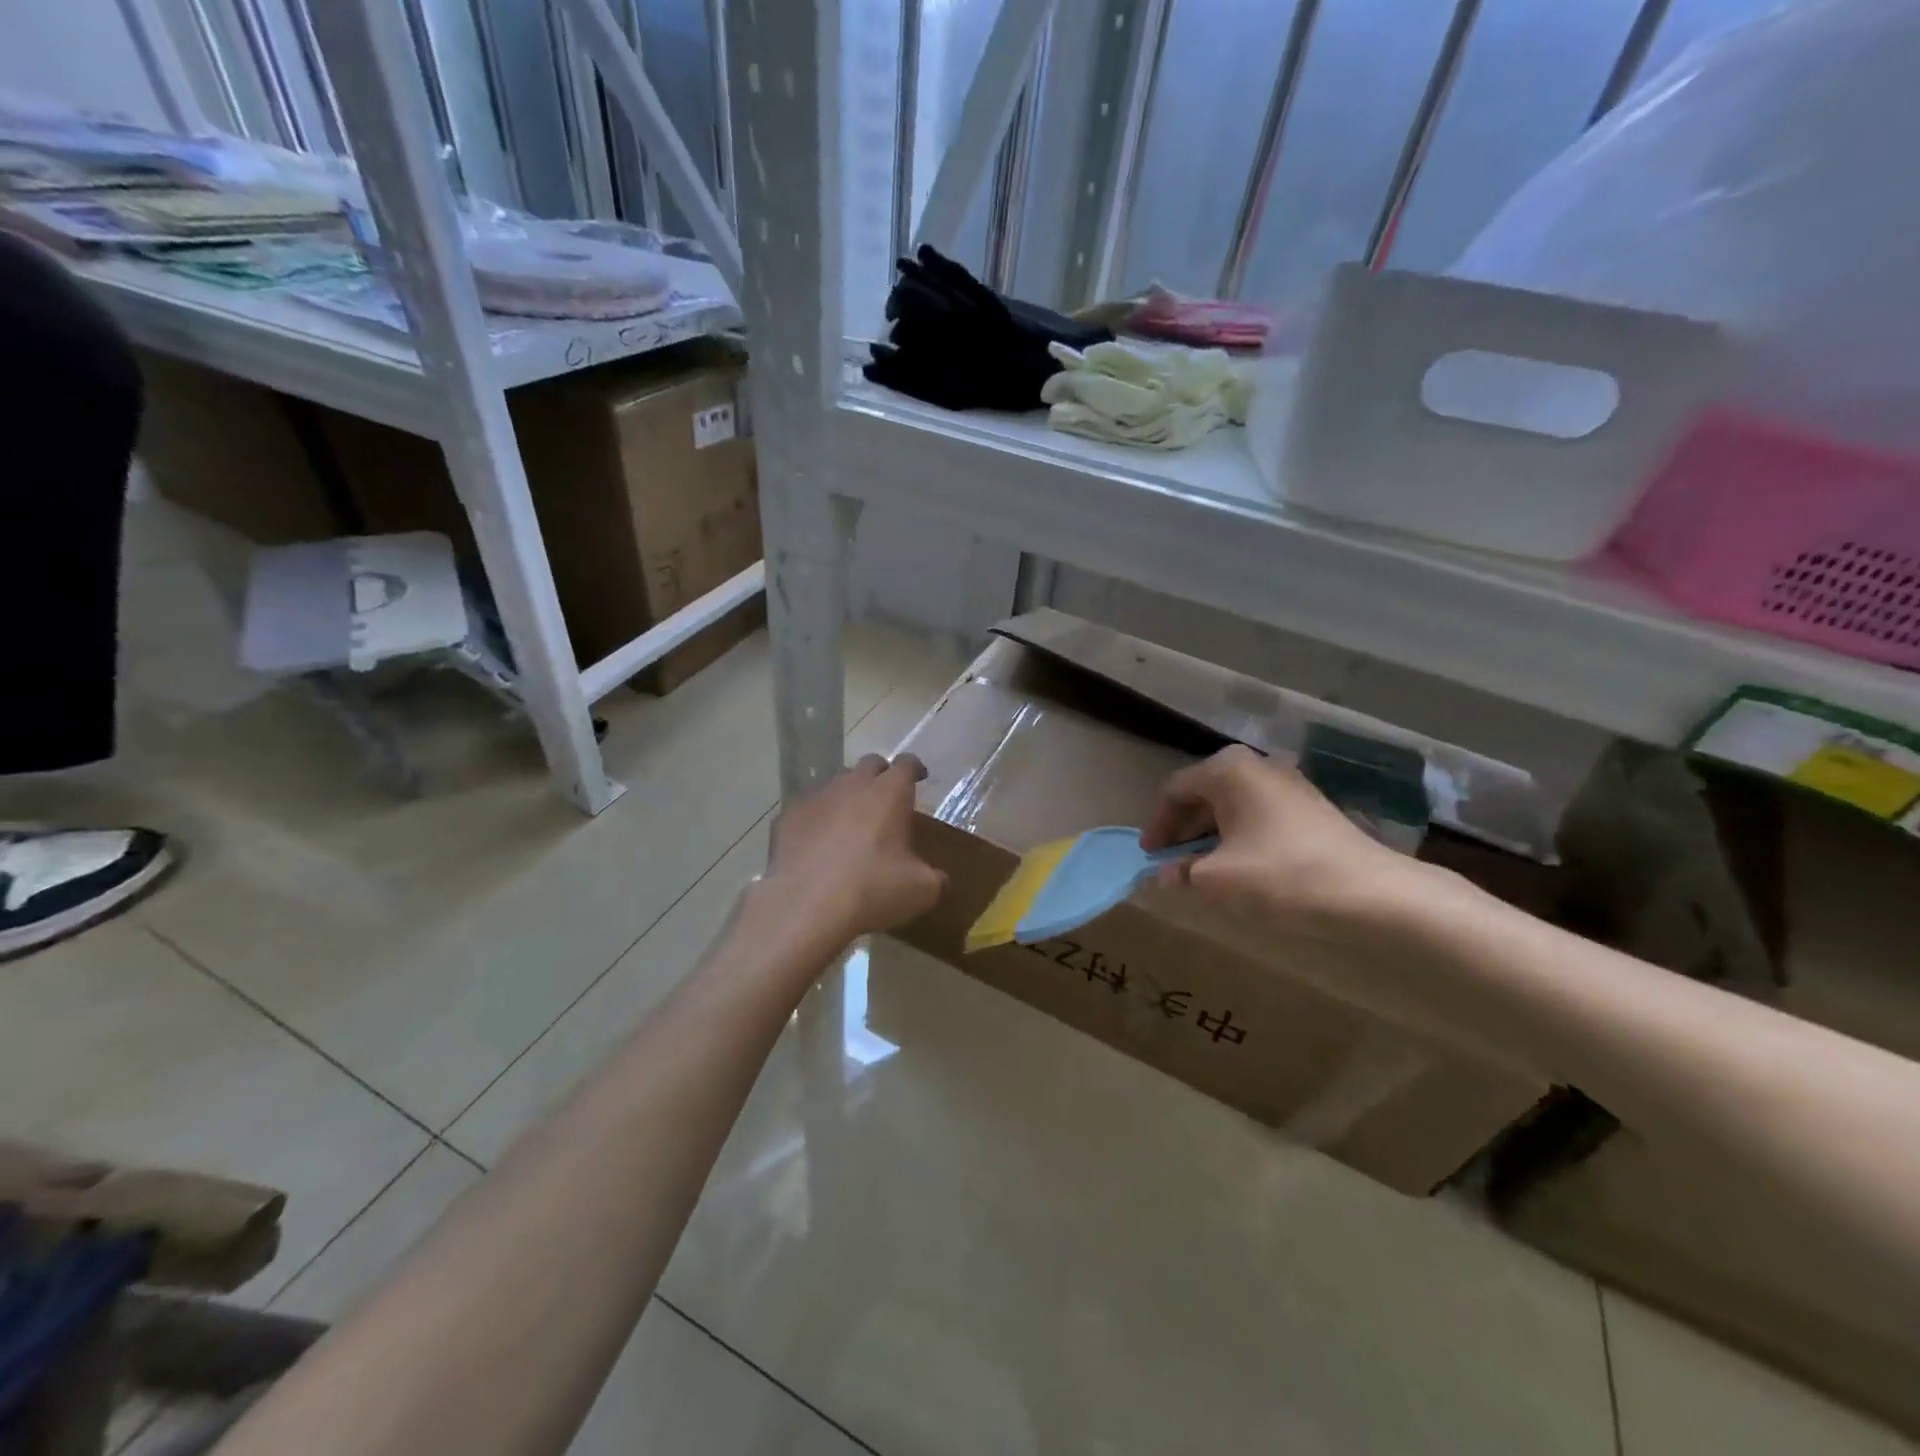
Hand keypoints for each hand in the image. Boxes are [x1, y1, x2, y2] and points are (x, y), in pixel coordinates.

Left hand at [760, 754, 947, 945]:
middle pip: (870, 764)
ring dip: (847, 797)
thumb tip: (938, 878)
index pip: (906, 764)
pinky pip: (808, 809)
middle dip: (880, 776)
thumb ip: (934, 877)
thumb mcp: (921, 891)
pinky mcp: (787, 816)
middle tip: (886, 799)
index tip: (920, 778)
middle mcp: (852, 785)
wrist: (805, 907)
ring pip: (836, 784)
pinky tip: (817, 844)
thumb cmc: (872, 890)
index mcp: (889, 793)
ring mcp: (816, 797)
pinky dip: (817, 819)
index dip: (914, 769)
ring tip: (850, 824)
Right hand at [1141, 745, 1422, 933]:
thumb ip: (1182, 872)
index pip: (1174, 790)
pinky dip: (1239, 836)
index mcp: (1227, 770)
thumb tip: (1165, 874)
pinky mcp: (1310, 807)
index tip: (1149, 857)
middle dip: (1183, 829)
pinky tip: (1240, 867)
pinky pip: (1258, 814)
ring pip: (1231, 805)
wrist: (1370, 894)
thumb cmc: (1281, 876)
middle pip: (1203, 793)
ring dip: (1211, 835)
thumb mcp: (1217, 880)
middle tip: (1172, 863)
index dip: (1156, 825)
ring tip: (1203, 870)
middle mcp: (1257, 766)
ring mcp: (1288, 783)